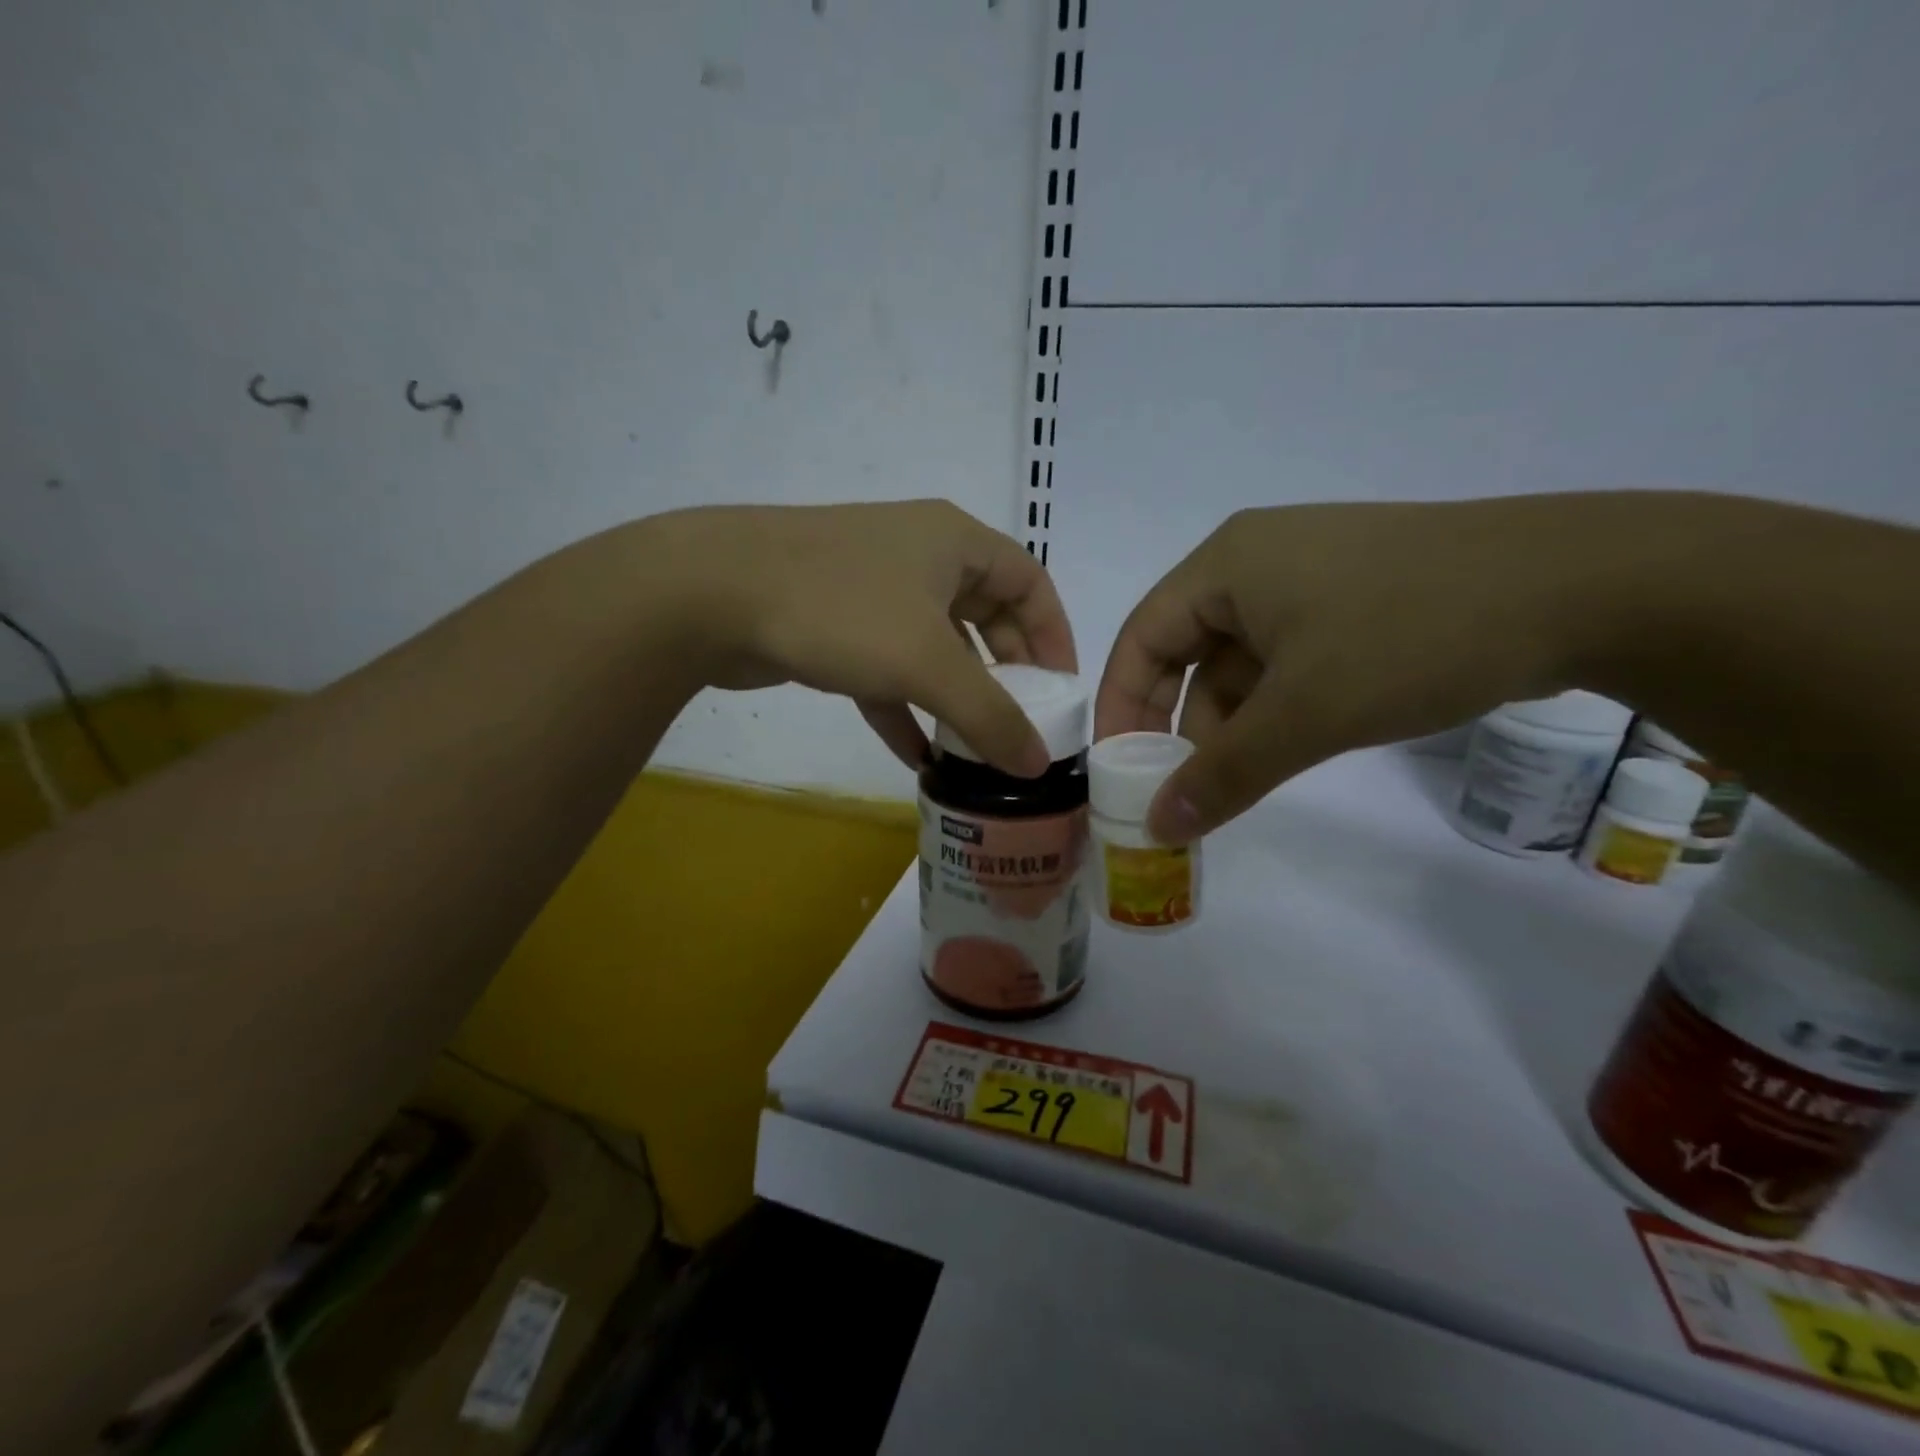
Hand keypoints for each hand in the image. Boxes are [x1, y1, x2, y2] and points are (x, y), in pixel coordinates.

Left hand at [659, 500, 1076, 776]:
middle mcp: (920, 557)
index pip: (1031, 582)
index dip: (1054, 636)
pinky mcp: (834, 624)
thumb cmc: (841, 608)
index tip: (1062, 692)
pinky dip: (904, 709)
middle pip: (984, 617)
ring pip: (933, 647)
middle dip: (1005, 674)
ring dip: (954, 698)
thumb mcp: (928, 663)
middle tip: (1020, 725)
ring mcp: (873, 590)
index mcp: (955, 543)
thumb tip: (1037, 764)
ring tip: (977, 750)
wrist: (711, 592)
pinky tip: (917, 757)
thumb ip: (990, 715)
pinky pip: (886, 670)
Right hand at [1095, 496, 1638, 840]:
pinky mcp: (1358, 599)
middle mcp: (1258, 562)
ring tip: (1239, 782)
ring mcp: (1312, 578)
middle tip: (1180, 787)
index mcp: (1226, 564)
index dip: (1119, 706)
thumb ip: (1223, 774)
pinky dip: (1277, 708)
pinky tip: (1290, 748)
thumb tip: (1158, 827)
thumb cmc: (1413, 634)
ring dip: (1233, 724)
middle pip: (1187, 651)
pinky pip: (1289, 659)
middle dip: (1178, 724)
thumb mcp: (1306, 714)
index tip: (1118, 768)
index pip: (1140, 637)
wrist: (1589, 585)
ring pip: (1242, 662)